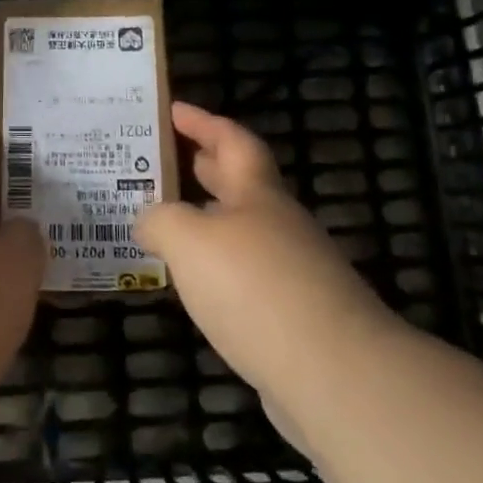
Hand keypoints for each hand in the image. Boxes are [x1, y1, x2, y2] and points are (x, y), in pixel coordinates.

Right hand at [136, 101, 393, 396]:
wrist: (334, 373)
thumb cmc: (254, 287)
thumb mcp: (188, 240)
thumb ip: (160, 221)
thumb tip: (147, 220)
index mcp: (257, 193)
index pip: (232, 140)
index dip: (203, 122)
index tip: (174, 110)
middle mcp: (280, 224)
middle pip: (241, 183)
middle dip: (206, 166)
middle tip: (170, 158)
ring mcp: (294, 271)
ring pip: (244, 231)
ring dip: (210, 222)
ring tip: (171, 225)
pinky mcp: (296, 315)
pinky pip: (248, 275)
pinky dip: (220, 268)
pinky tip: (198, 286)